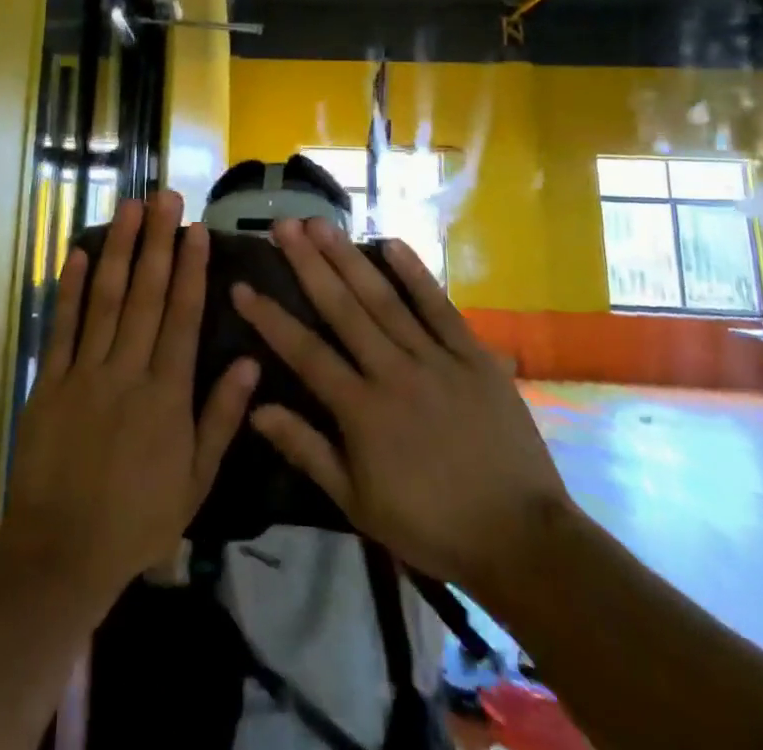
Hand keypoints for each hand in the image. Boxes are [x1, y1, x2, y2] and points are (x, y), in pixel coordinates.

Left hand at [5, 193, 259, 603]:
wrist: (62, 551)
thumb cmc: (138, 518)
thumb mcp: (196, 480)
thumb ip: (222, 418)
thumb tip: (252, 364)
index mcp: (167, 393)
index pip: (183, 316)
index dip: (191, 268)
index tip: (197, 229)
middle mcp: (128, 370)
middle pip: (146, 294)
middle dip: (157, 241)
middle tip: (164, 196)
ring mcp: (86, 371)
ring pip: (105, 298)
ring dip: (118, 249)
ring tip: (128, 208)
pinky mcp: (51, 380)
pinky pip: (62, 326)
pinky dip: (68, 288)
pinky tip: (76, 252)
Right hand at [231, 218, 571, 606]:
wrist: (521, 539)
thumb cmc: (431, 525)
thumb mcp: (358, 502)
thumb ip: (307, 450)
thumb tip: (257, 408)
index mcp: (362, 410)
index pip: (305, 352)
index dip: (270, 317)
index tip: (241, 285)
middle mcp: (393, 372)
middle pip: (342, 309)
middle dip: (308, 263)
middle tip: (282, 224)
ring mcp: (436, 359)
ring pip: (384, 299)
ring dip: (349, 258)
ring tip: (321, 223)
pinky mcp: (474, 356)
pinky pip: (440, 308)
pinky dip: (416, 274)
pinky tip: (392, 242)